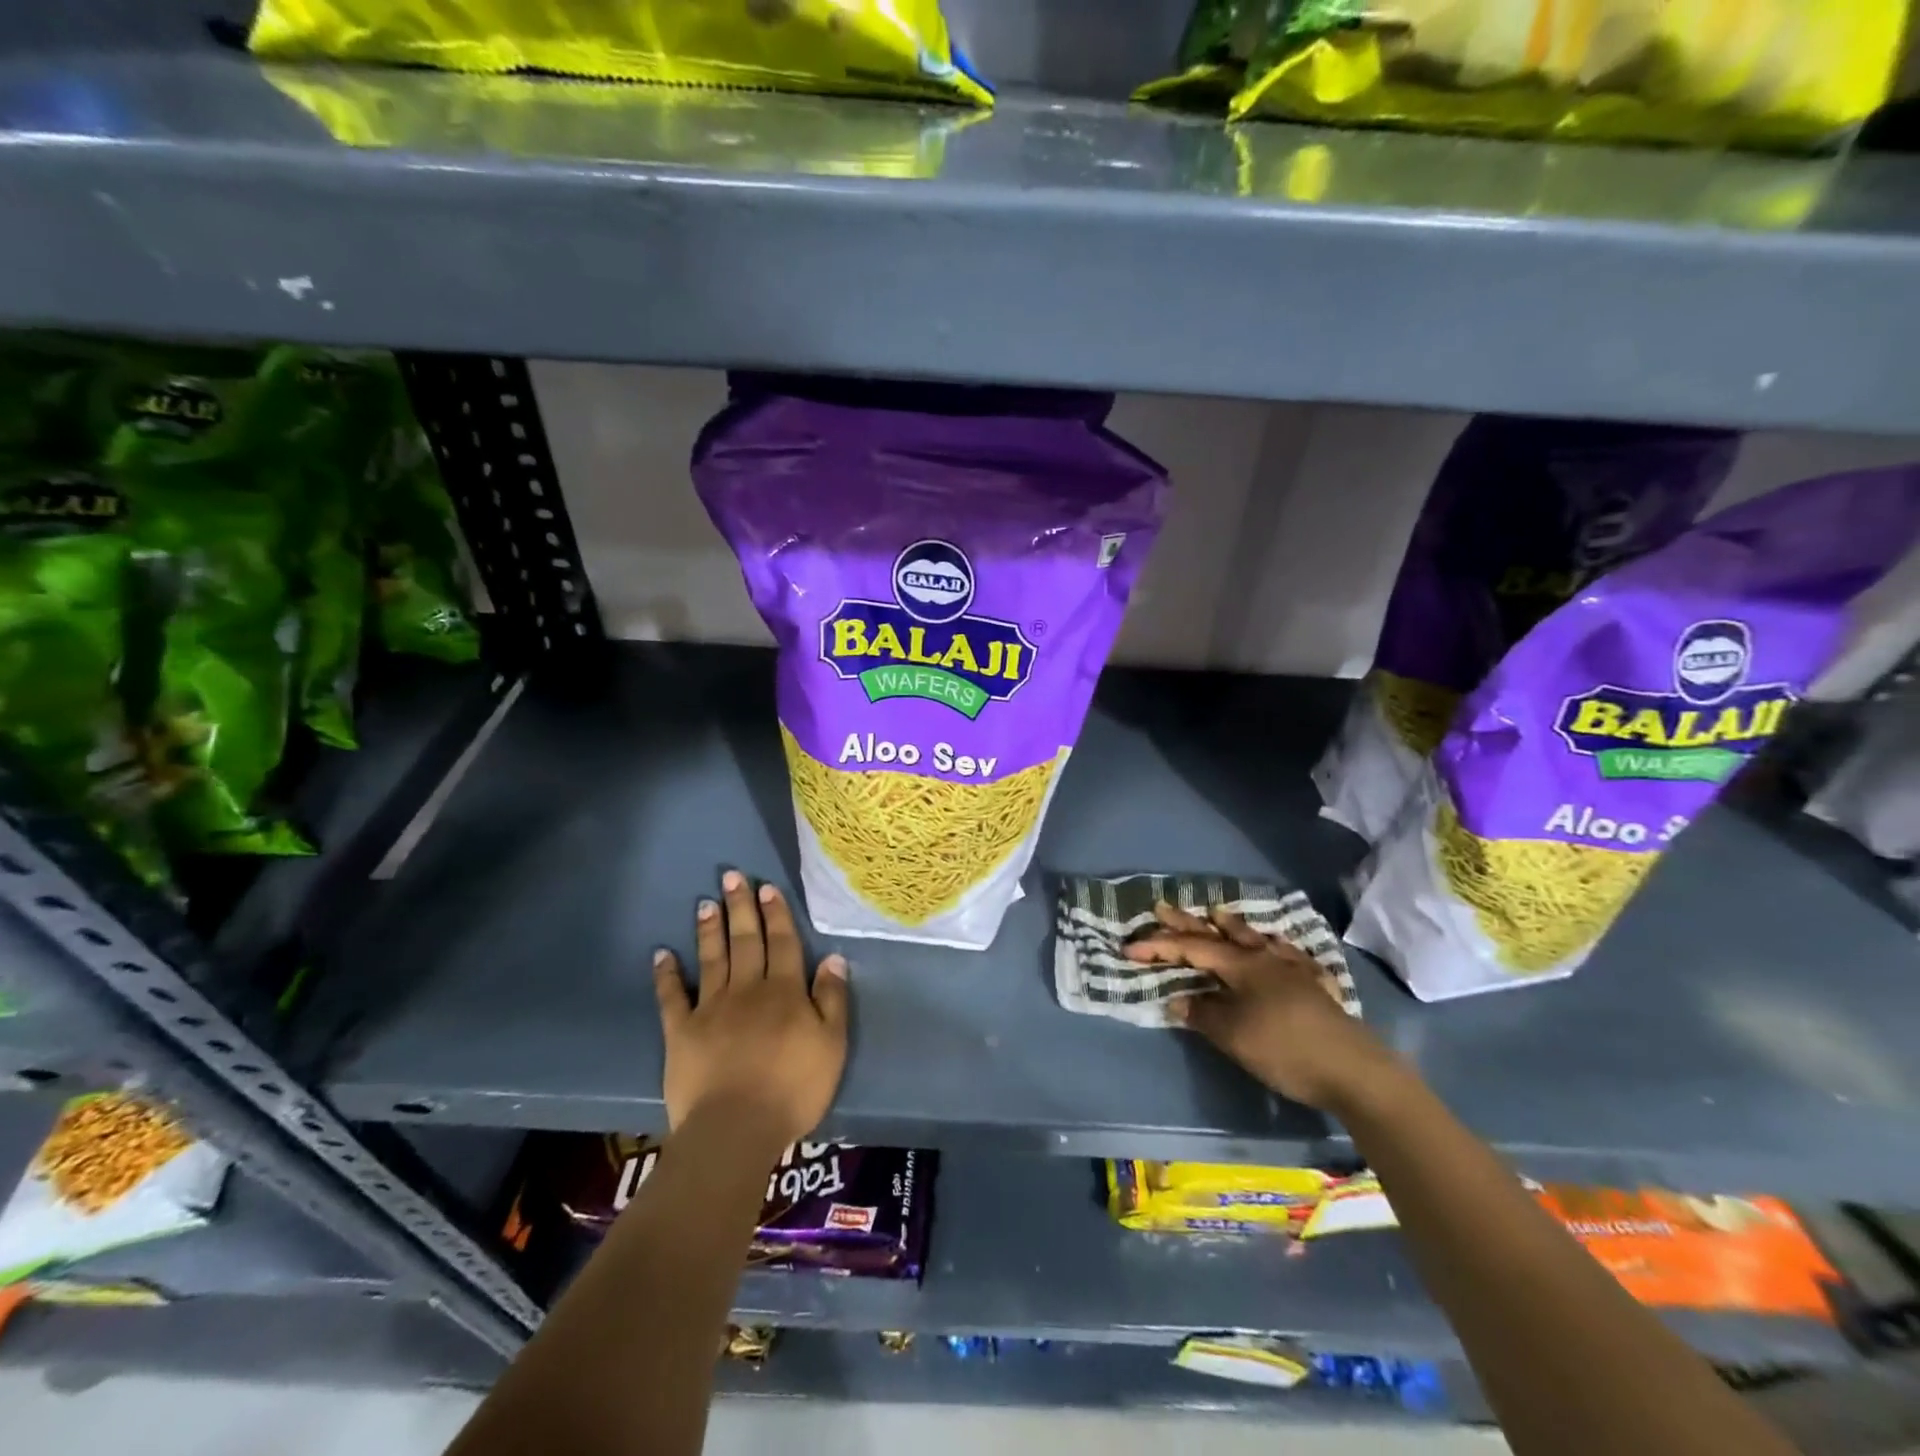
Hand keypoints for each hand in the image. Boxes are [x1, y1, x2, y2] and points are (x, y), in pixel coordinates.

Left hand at [653, 871, 848, 1157]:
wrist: (736, 1129)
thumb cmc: (793, 1088)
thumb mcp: (832, 1044)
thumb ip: (832, 999)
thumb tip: (833, 957)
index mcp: (784, 991)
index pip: (782, 943)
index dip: (775, 914)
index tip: (767, 887)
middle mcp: (747, 989)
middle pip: (745, 941)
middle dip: (740, 907)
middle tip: (732, 876)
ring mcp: (711, 1008)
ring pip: (712, 959)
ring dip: (709, 929)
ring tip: (705, 903)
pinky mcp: (681, 1032)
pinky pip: (672, 997)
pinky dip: (666, 974)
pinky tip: (662, 954)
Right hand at [1126, 902, 1398, 1112]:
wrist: (1354, 1069)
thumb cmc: (1285, 1048)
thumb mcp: (1233, 1035)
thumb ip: (1202, 1014)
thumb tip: (1178, 1000)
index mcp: (1241, 965)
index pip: (1191, 949)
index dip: (1159, 947)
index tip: (1129, 948)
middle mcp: (1264, 958)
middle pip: (1219, 935)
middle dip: (1187, 923)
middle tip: (1162, 908)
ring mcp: (1292, 969)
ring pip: (1255, 939)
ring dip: (1231, 926)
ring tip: (1217, 912)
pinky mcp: (1314, 986)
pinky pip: (1288, 955)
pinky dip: (1274, 946)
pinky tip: (1277, 946)